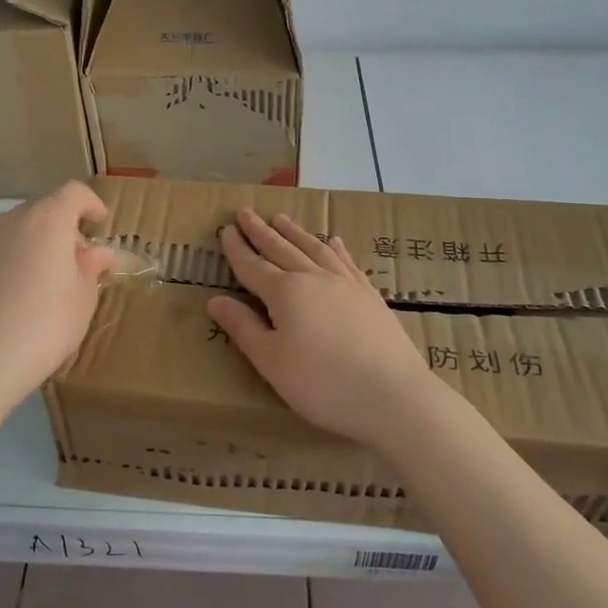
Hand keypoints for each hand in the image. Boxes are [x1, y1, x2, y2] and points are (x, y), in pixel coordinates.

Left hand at [0, 181, 115, 400]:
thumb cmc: (43, 324)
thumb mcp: (82, 299)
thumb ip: (91, 268)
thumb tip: (97, 252)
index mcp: (48, 219)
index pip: (74, 193)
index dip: (90, 204)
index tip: (99, 224)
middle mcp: (12, 220)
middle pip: (43, 209)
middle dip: (62, 228)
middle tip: (76, 263)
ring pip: (16, 230)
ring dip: (34, 244)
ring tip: (45, 283)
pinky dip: (11, 261)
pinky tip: (14, 298)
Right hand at [208, 210, 435, 447]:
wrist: (392, 395)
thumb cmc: (321, 384)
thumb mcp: (271, 361)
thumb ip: (243, 328)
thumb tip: (215, 300)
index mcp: (285, 292)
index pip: (253, 266)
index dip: (237, 249)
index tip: (225, 229)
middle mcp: (313, 278)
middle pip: (281, 249)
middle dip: (261, 231)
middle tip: (246, 212)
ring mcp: (345, 284)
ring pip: (314, 248)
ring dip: (294, 232)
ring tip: (281, 218)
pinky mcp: (369, 295)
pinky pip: (347, 262)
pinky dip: (336, 248)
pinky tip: (334, 241)